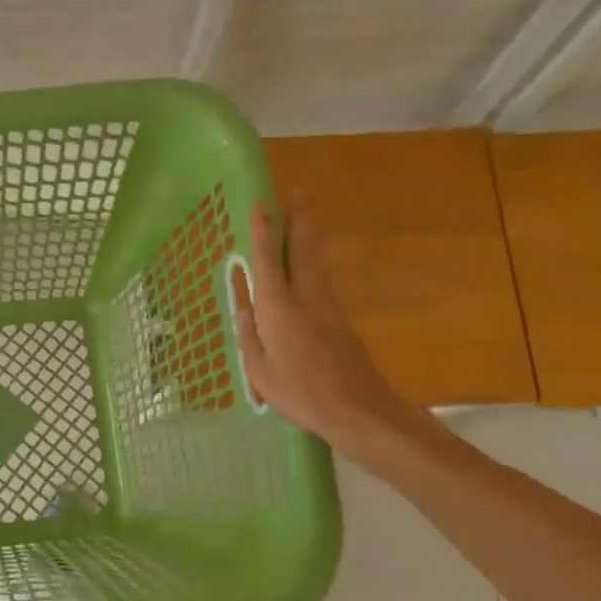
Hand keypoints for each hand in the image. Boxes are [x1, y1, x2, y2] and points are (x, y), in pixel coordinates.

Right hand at [233, 198, 417, 449]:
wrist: (357, 409)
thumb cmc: (299, 391)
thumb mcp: (259, 368)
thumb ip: (249, 333)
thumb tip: (244, 304)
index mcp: (279, 306)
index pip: (269, 258)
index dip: (264, 229)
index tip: (261, 202)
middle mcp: (306, 296)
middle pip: (304, 248)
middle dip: (299, 218)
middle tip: (298, 191)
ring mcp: (329, 306)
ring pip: (317, 260)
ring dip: (309, 235)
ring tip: (304, 216)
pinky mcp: (341, 319)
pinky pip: (323, 278)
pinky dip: (314, 261)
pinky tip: (310, 263)